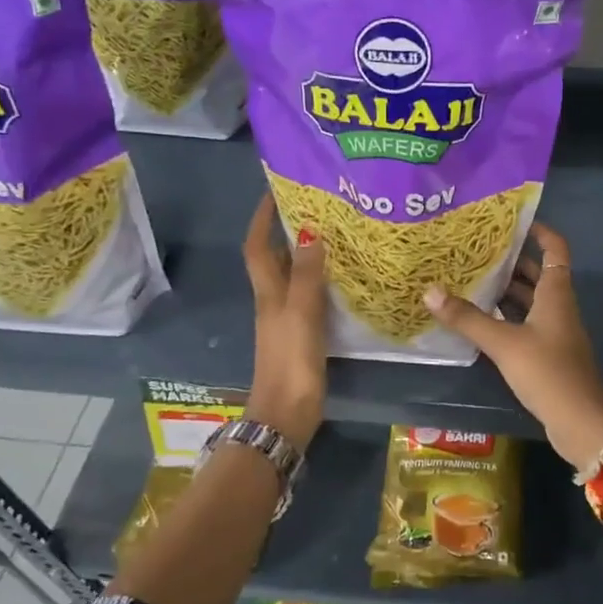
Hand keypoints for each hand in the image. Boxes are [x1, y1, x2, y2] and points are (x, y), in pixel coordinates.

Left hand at [242, 193, 326, 451]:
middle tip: (318, 206)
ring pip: (295, 275)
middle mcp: (274, 300)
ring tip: (336, 233)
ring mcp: (288, 318)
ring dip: (308, 253)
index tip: (276, 190)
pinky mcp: (303, 334)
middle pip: (276, 257)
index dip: (262, 218)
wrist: (287, 413)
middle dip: (289, 229)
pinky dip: (322, 280)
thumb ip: (306, 274)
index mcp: (268, 292)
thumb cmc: (291, 360)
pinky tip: (344, 278)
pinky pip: (311, 296)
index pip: (258, 246)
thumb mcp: (300, 313)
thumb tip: (310, 231)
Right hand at [422, 223, 602, 470]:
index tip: (512, 220)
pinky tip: (480, 319)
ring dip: (506, 290)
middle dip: (511, 261)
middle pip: (538, 274)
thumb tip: (429, 291)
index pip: (555, 249)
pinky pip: (526, 324)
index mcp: (556, 294)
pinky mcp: (548, 354)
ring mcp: (555, 332)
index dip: (539, 231)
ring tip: (470, 278)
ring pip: (530, 301)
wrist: (581, 423)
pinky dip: (506, 317)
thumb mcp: (504, 343)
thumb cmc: (548, 372)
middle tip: (476, 249)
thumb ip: (468, 319)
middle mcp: (559, 307)